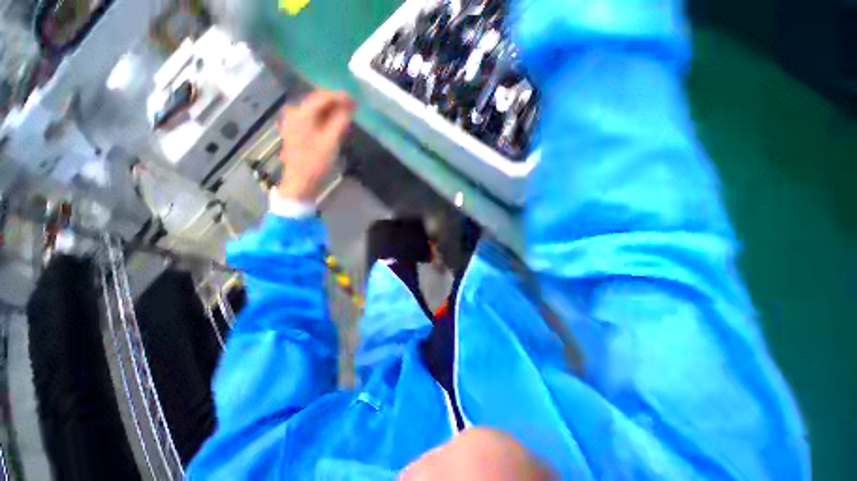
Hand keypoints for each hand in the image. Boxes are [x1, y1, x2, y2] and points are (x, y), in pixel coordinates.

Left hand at [276, 90, 355, 201]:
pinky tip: (334, 124)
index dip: (340, 97)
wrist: (301, 182)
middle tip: (353, 107)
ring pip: (315, 111)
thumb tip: (350, 106)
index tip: (355, 100)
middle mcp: (294, 113)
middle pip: (317, 102)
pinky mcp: (296, 132)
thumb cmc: (316, 162)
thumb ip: (341, 121)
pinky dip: (325, 119)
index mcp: (301, 113)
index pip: (322, 97)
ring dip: (331, 112)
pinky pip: (312, 119)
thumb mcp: (331, 141)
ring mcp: (293, 122)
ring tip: (347, 116)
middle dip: (336, 103)